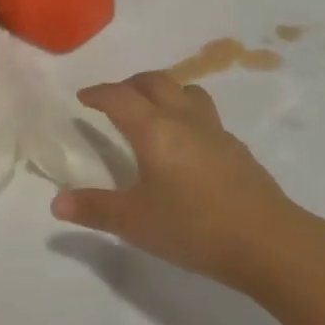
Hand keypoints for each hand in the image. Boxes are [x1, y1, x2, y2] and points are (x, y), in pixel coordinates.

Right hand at [52, 71, 303, 290]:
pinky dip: (187, 115)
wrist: (268, 242)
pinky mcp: (237, 148)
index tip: (83, 98)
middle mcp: (184, 119)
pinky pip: (206, 116)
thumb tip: (56, 202)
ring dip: (165, 92)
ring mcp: (215, 131)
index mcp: (154, 129)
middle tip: (114, 99)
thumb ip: (94, 209)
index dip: (98, 93)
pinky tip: (186, 145)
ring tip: (152, 111)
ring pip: (187, 92)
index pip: (119, 97)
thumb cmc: (193, 227)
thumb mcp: (134, 222)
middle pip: (155, 82)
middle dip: (130, 84)